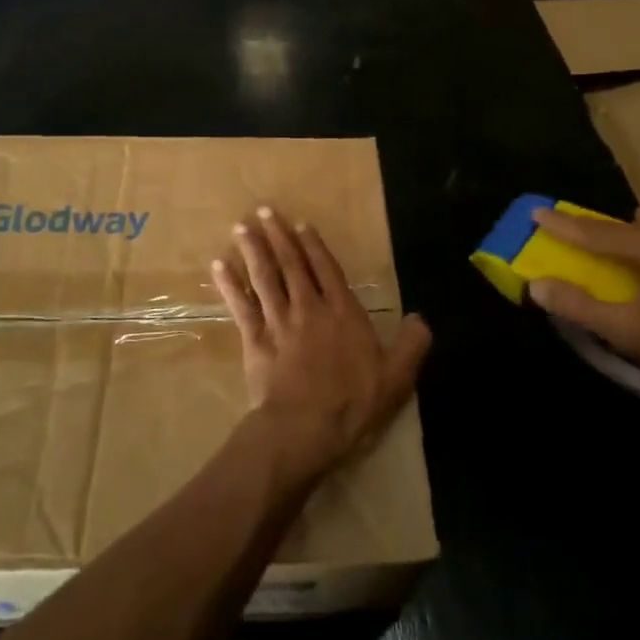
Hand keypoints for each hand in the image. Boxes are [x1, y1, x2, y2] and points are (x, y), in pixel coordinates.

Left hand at [214, 206, 431, 485]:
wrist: (306, 428)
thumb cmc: (353, 402)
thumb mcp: (397, 377)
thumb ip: (411, 344)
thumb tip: (420, 318)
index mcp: (343, 313)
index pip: (327, 269)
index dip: (314, 246)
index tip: (301, 225)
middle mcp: (309, 308)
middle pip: (291, 265)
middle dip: (278, 236)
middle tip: (264, 211)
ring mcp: (279, 322)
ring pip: (264, 278)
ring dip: (253, 251)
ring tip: (240, 228)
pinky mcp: (255, 340)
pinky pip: (240, 306)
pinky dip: (229, 285)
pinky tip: (219, 266)